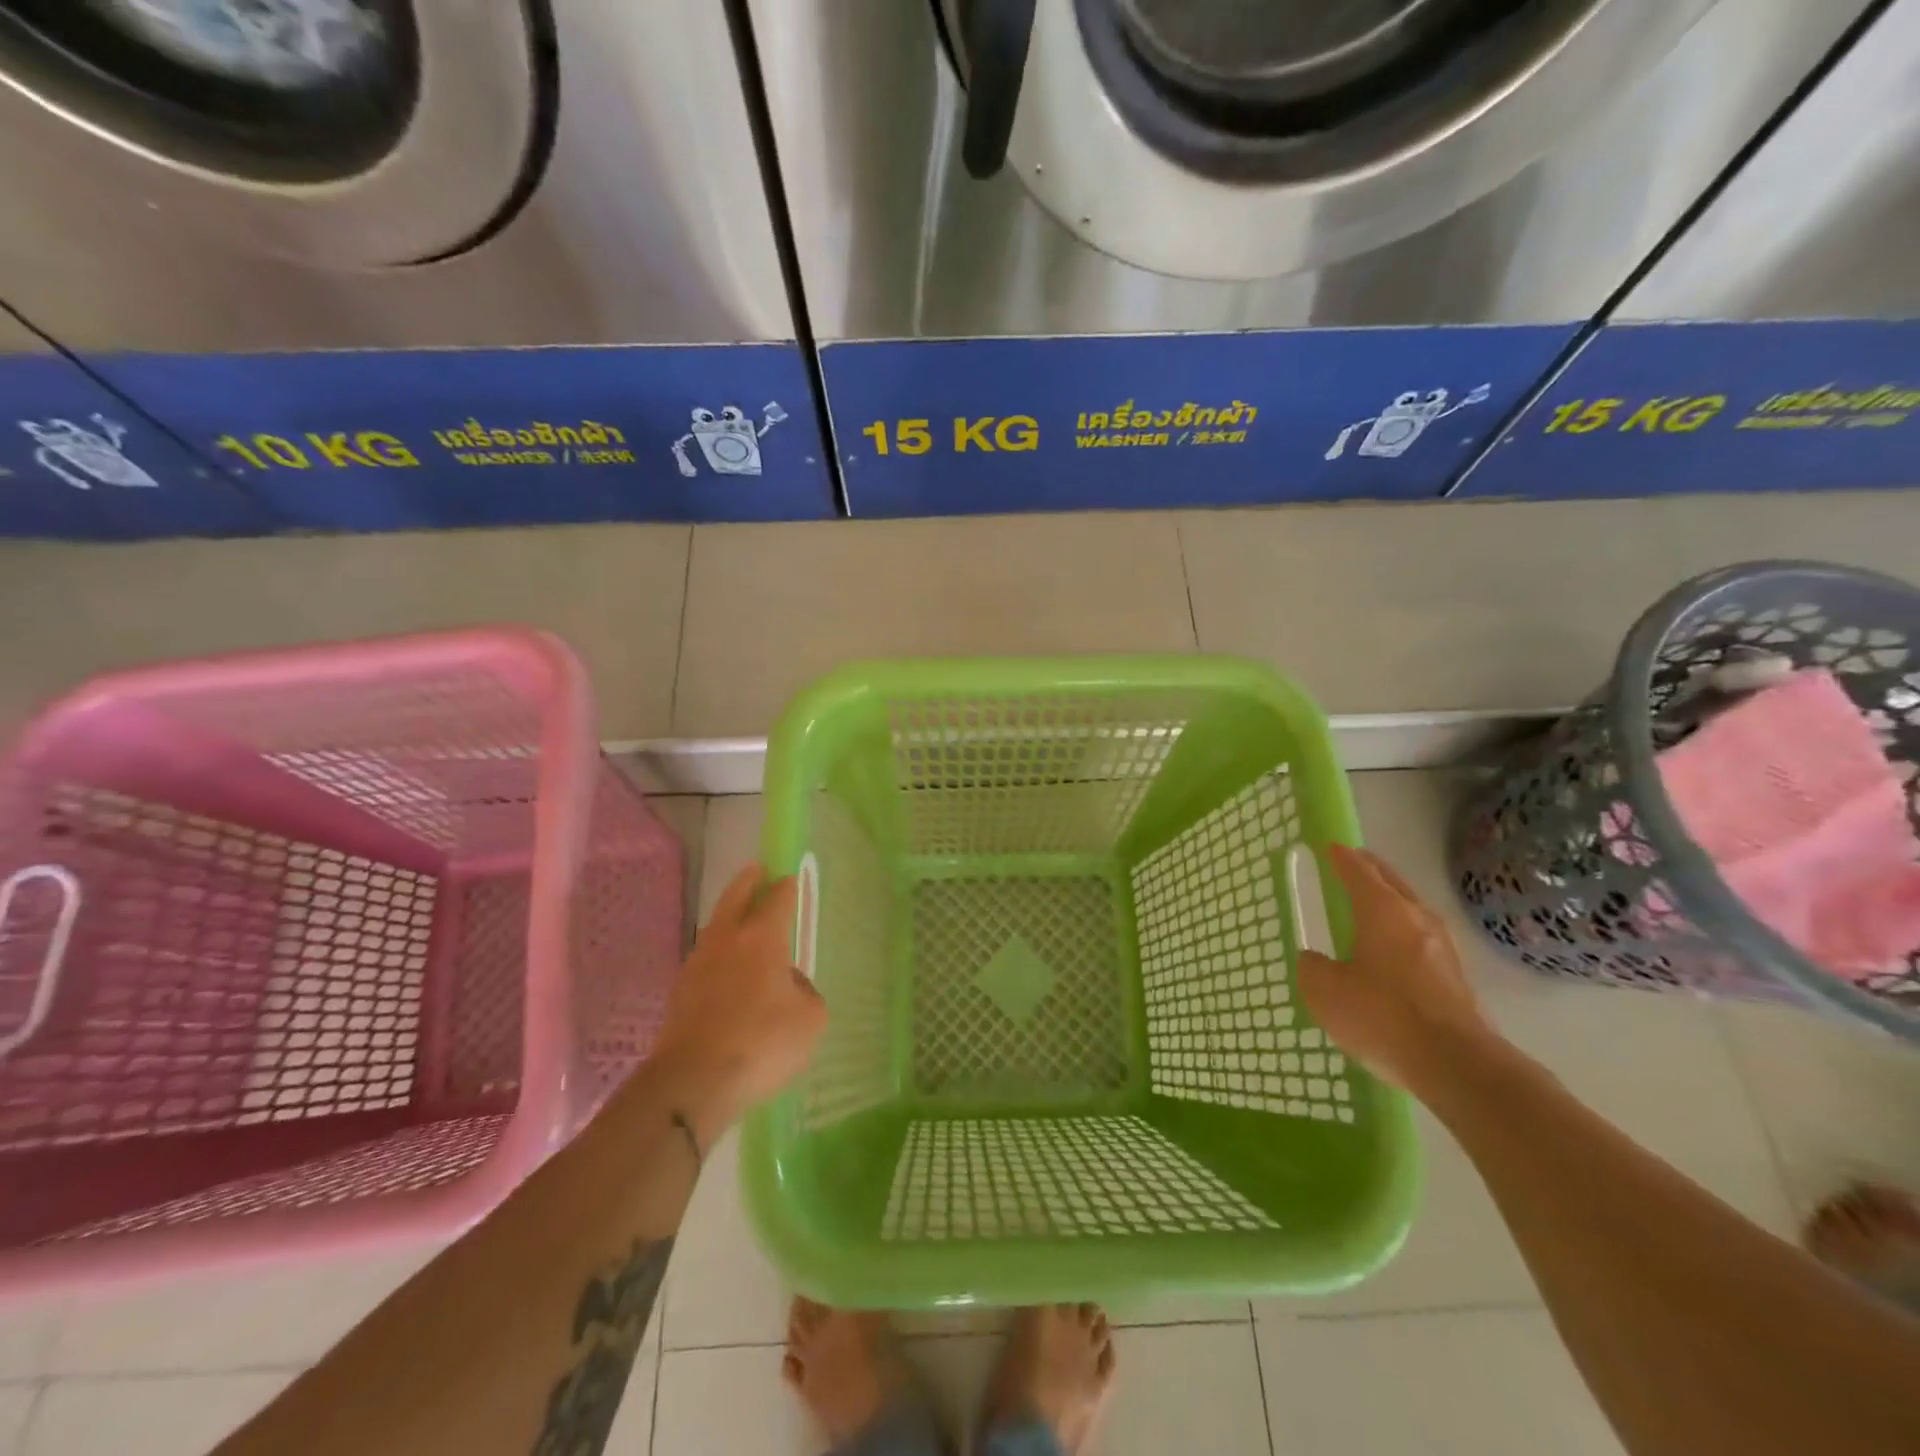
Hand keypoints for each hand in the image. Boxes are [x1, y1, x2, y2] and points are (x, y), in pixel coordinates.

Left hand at [653, 866, 826, 1121]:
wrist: (692, 1082)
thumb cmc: (761, 1043)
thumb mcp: (810, 1019)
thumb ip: (805, 992)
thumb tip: (788, 984)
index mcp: (763, 938)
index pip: (777, 900)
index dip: (786, 887)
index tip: (790, 878)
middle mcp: (727, 940)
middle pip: (736, 898)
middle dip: (748, 881)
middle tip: (756, 869)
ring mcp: (698, 964)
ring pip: (715, 927)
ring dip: (728, 915)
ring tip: (739, 917)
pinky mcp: (679, 992)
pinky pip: (704, 958)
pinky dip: (717, 952)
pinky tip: (725, 967)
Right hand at [1296, 845, 1496, 1096]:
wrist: (1457, 1064)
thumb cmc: (1382, 1015)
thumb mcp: (1325, 991)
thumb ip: (1313, 968)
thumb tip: (1316, 961)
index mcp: (1382, 910)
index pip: (1358, 870)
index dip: (1340, 857)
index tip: (1329, 847)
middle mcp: (1417, 918)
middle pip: (1391, 881)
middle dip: (1369, 869)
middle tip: (1350, 864)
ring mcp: (1443, 946)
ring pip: (1411, 908)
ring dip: (1390, 900)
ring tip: (1369, 905)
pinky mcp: (1456, 975)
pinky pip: (1422, 937)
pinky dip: (1402, 930)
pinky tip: (1391, 949)